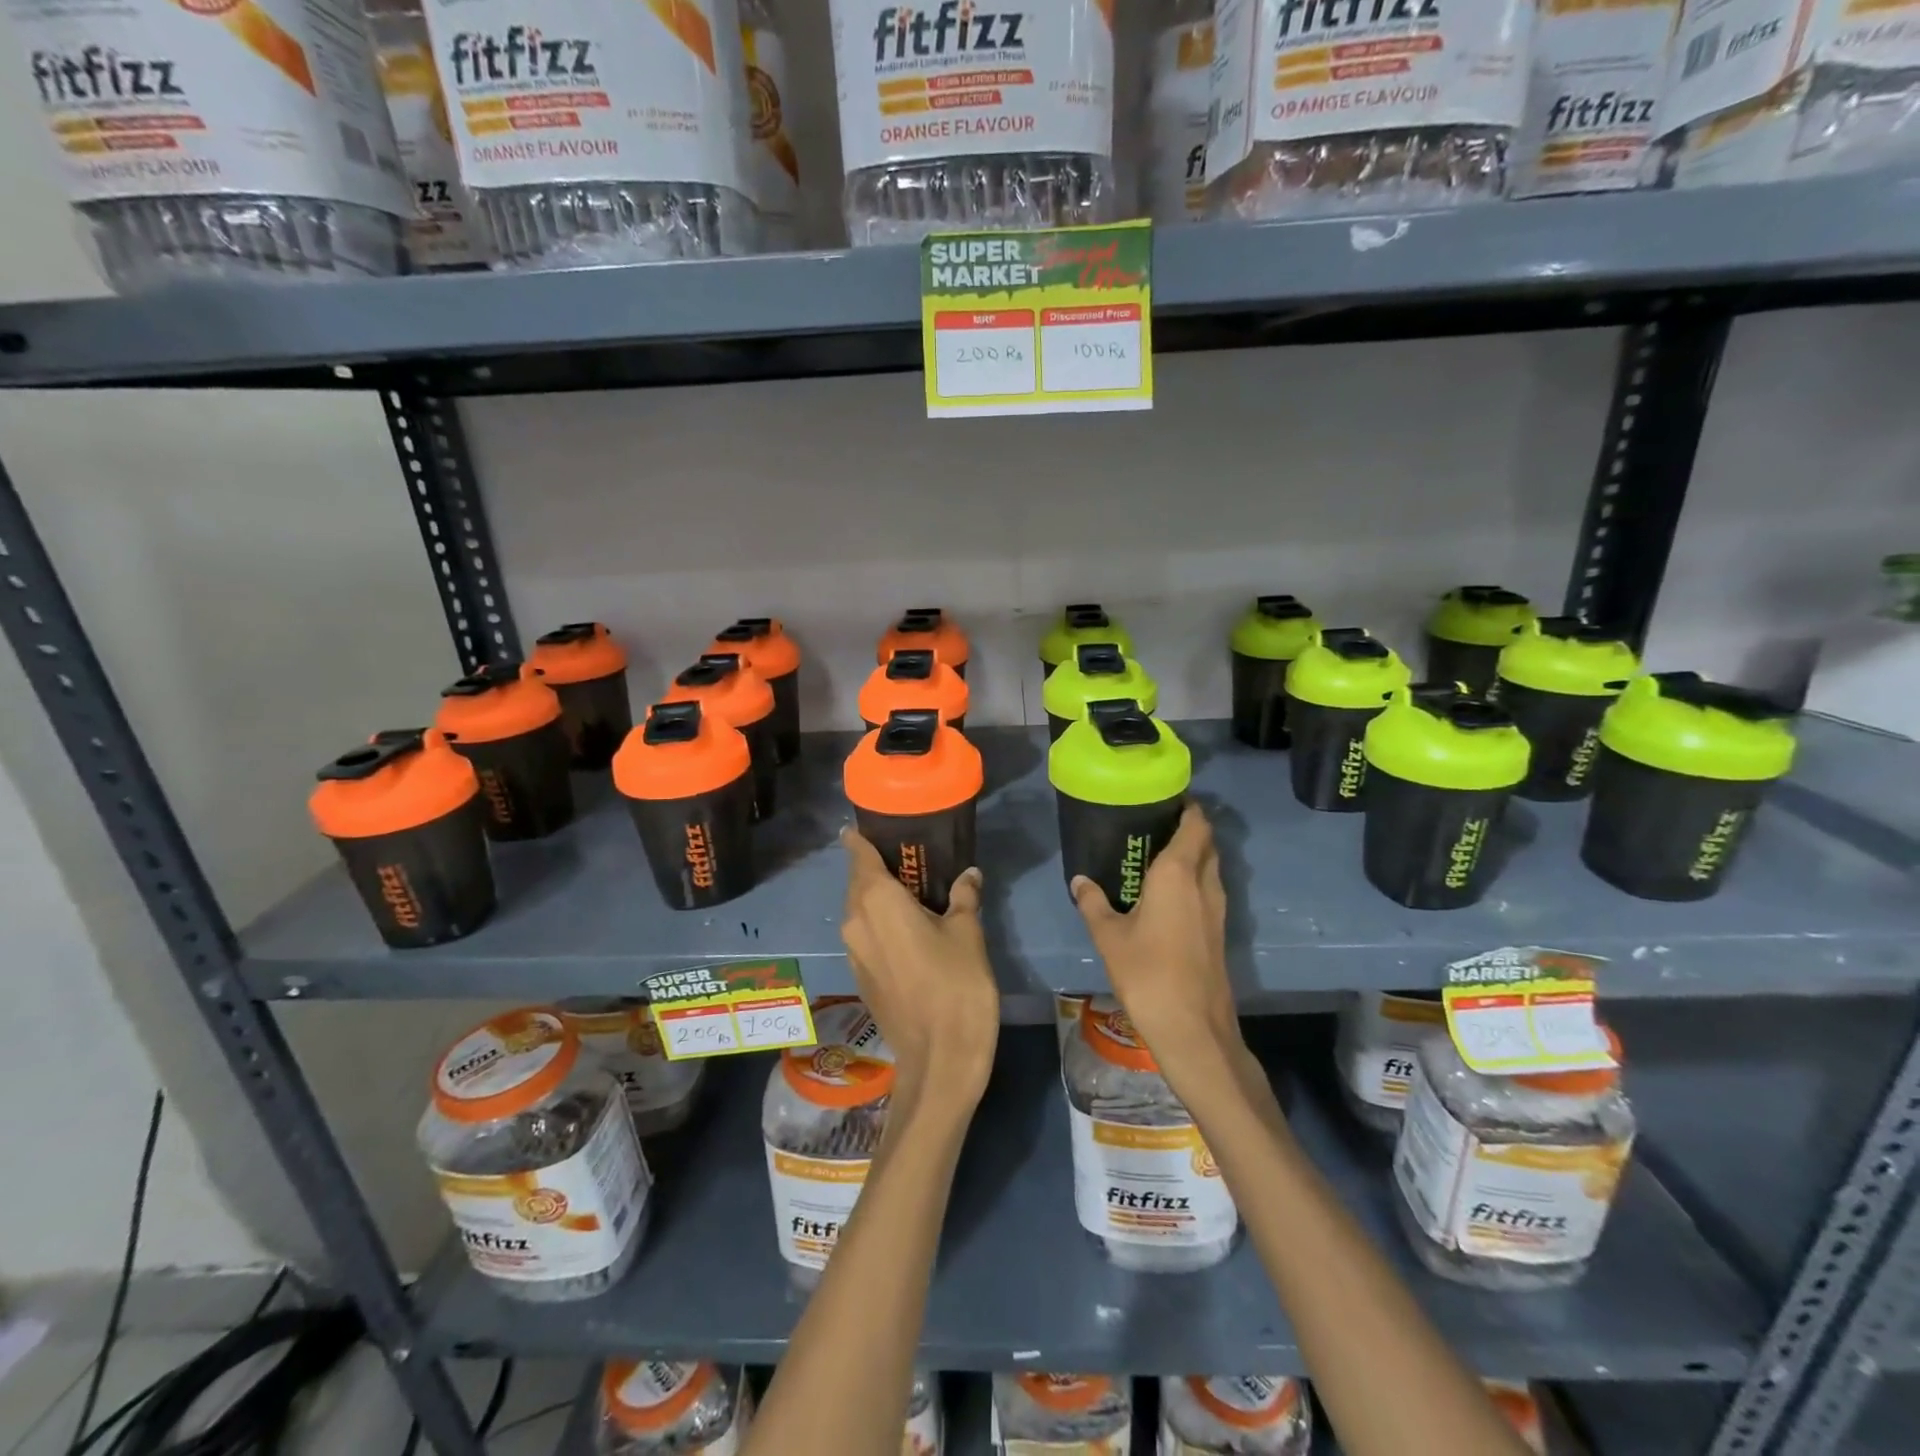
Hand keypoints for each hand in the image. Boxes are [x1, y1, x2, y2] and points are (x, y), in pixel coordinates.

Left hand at [839, 828, 998, 1113]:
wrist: (939, 1060)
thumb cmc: (955, 985)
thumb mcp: (968, 933)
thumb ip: (964, 897)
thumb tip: (968, 875)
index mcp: (876, 900)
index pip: (857, 853)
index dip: (860, 836)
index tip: (875, 824)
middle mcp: (855, 920)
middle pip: (858, 881)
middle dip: (877, 866)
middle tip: (910, 857)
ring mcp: (853, 951)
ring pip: (860, 909)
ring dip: (879, 897)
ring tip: (913, 890)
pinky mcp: (860, 976)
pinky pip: (865, 934)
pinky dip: (880, 923)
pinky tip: (910, 928)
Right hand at [1071, 802, 1239, 1071]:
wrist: (1192, 1027)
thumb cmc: (1147, 972)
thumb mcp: (1108, 936)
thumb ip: (1093, 903)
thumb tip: (1080, 881)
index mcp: (1178, 873)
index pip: (1195, 824)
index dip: (1186, 807)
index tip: (1164, 799)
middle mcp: (1205, 883)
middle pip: (1206, 842)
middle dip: (1187, 828)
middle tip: (1154, 826)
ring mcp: (1218, 909)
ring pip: (1211, 867)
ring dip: (1193, 855)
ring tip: (1157, 855)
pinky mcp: (1220, 931)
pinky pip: (1209, 890)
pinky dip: (1194, 880)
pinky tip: (1167, 895)